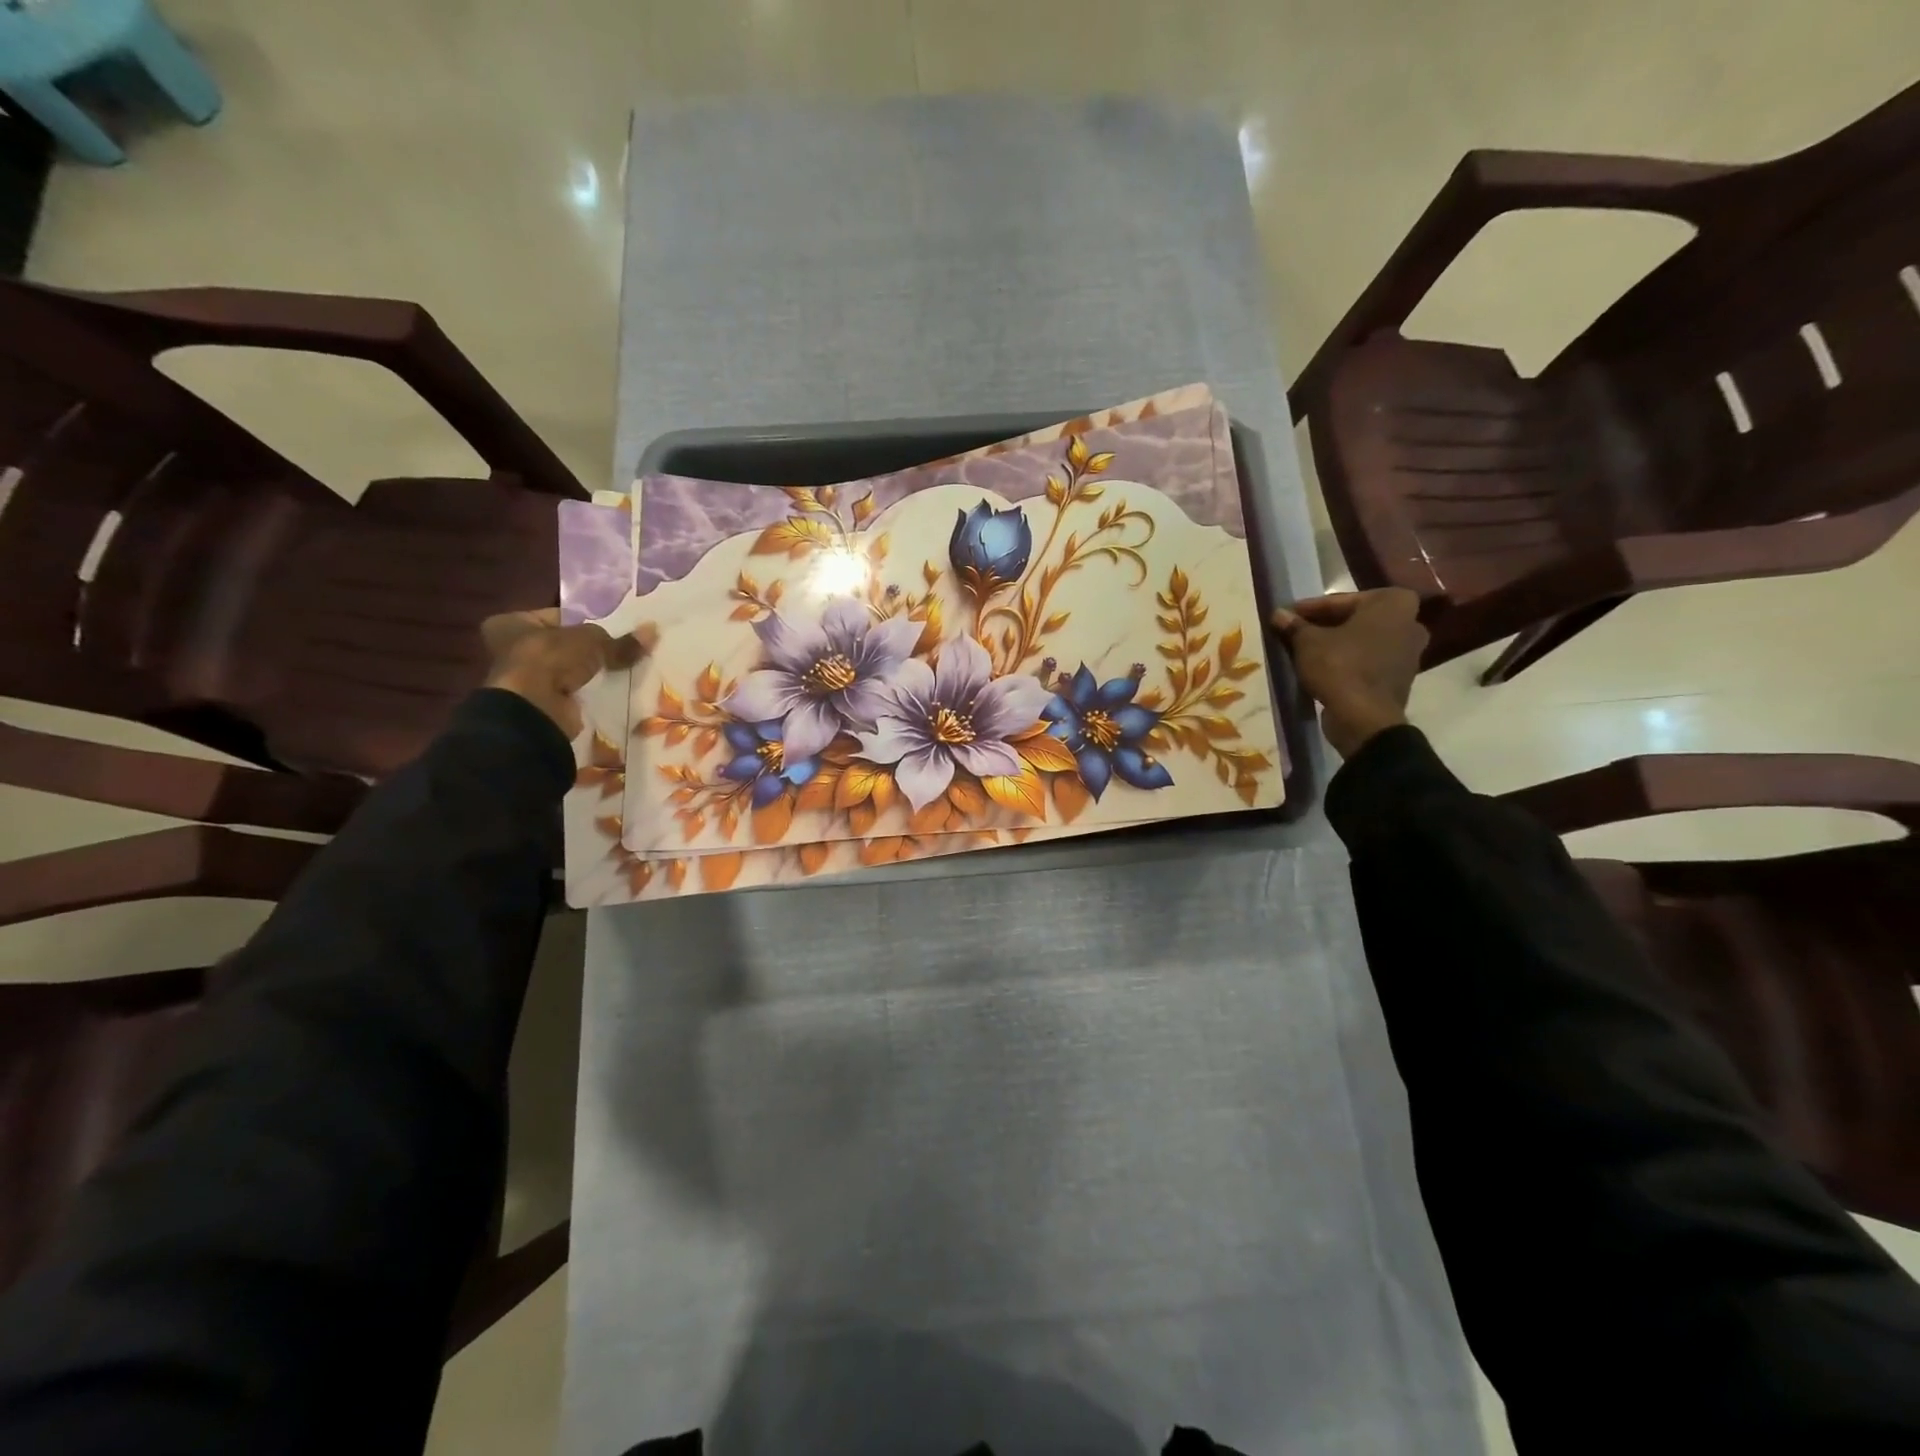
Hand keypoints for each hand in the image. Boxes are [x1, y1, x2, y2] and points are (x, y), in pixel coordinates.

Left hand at [482, 609, 647, 738]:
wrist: (535, 709)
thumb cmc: (550, 659)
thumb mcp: (592, 641)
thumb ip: (620, 640)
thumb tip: (652, 631)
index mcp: (511, 623)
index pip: (557, 617)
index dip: (586, 621)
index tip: (614, 628)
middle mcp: (512, 649)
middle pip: (565, 644)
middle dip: (592, 649)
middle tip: (623, 648)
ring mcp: (527, 679)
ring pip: (570, 669)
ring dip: (592, 672)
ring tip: (626, 667)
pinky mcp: (544, 703)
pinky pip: (574, 691)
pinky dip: (590, 691)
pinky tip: (615, 688)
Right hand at [1269, 589, 1426, 758]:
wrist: (1363, 718)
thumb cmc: (1339, 666)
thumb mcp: (1308, 642)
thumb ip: (1294, 625)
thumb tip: (1278, 614)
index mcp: (1393, 603)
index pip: (1340, 601)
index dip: (1309, 609)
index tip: (1287, 615)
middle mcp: (1409, 622)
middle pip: (1355, 619)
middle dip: (1324, 625)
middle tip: (1295, 631)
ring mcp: (1409, 652)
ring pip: (1362, 640)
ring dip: (1336, 643)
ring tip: (1305, 650)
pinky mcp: (1400, 677)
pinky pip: (1368, 660)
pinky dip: (1348, 660)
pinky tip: (1322, 667)